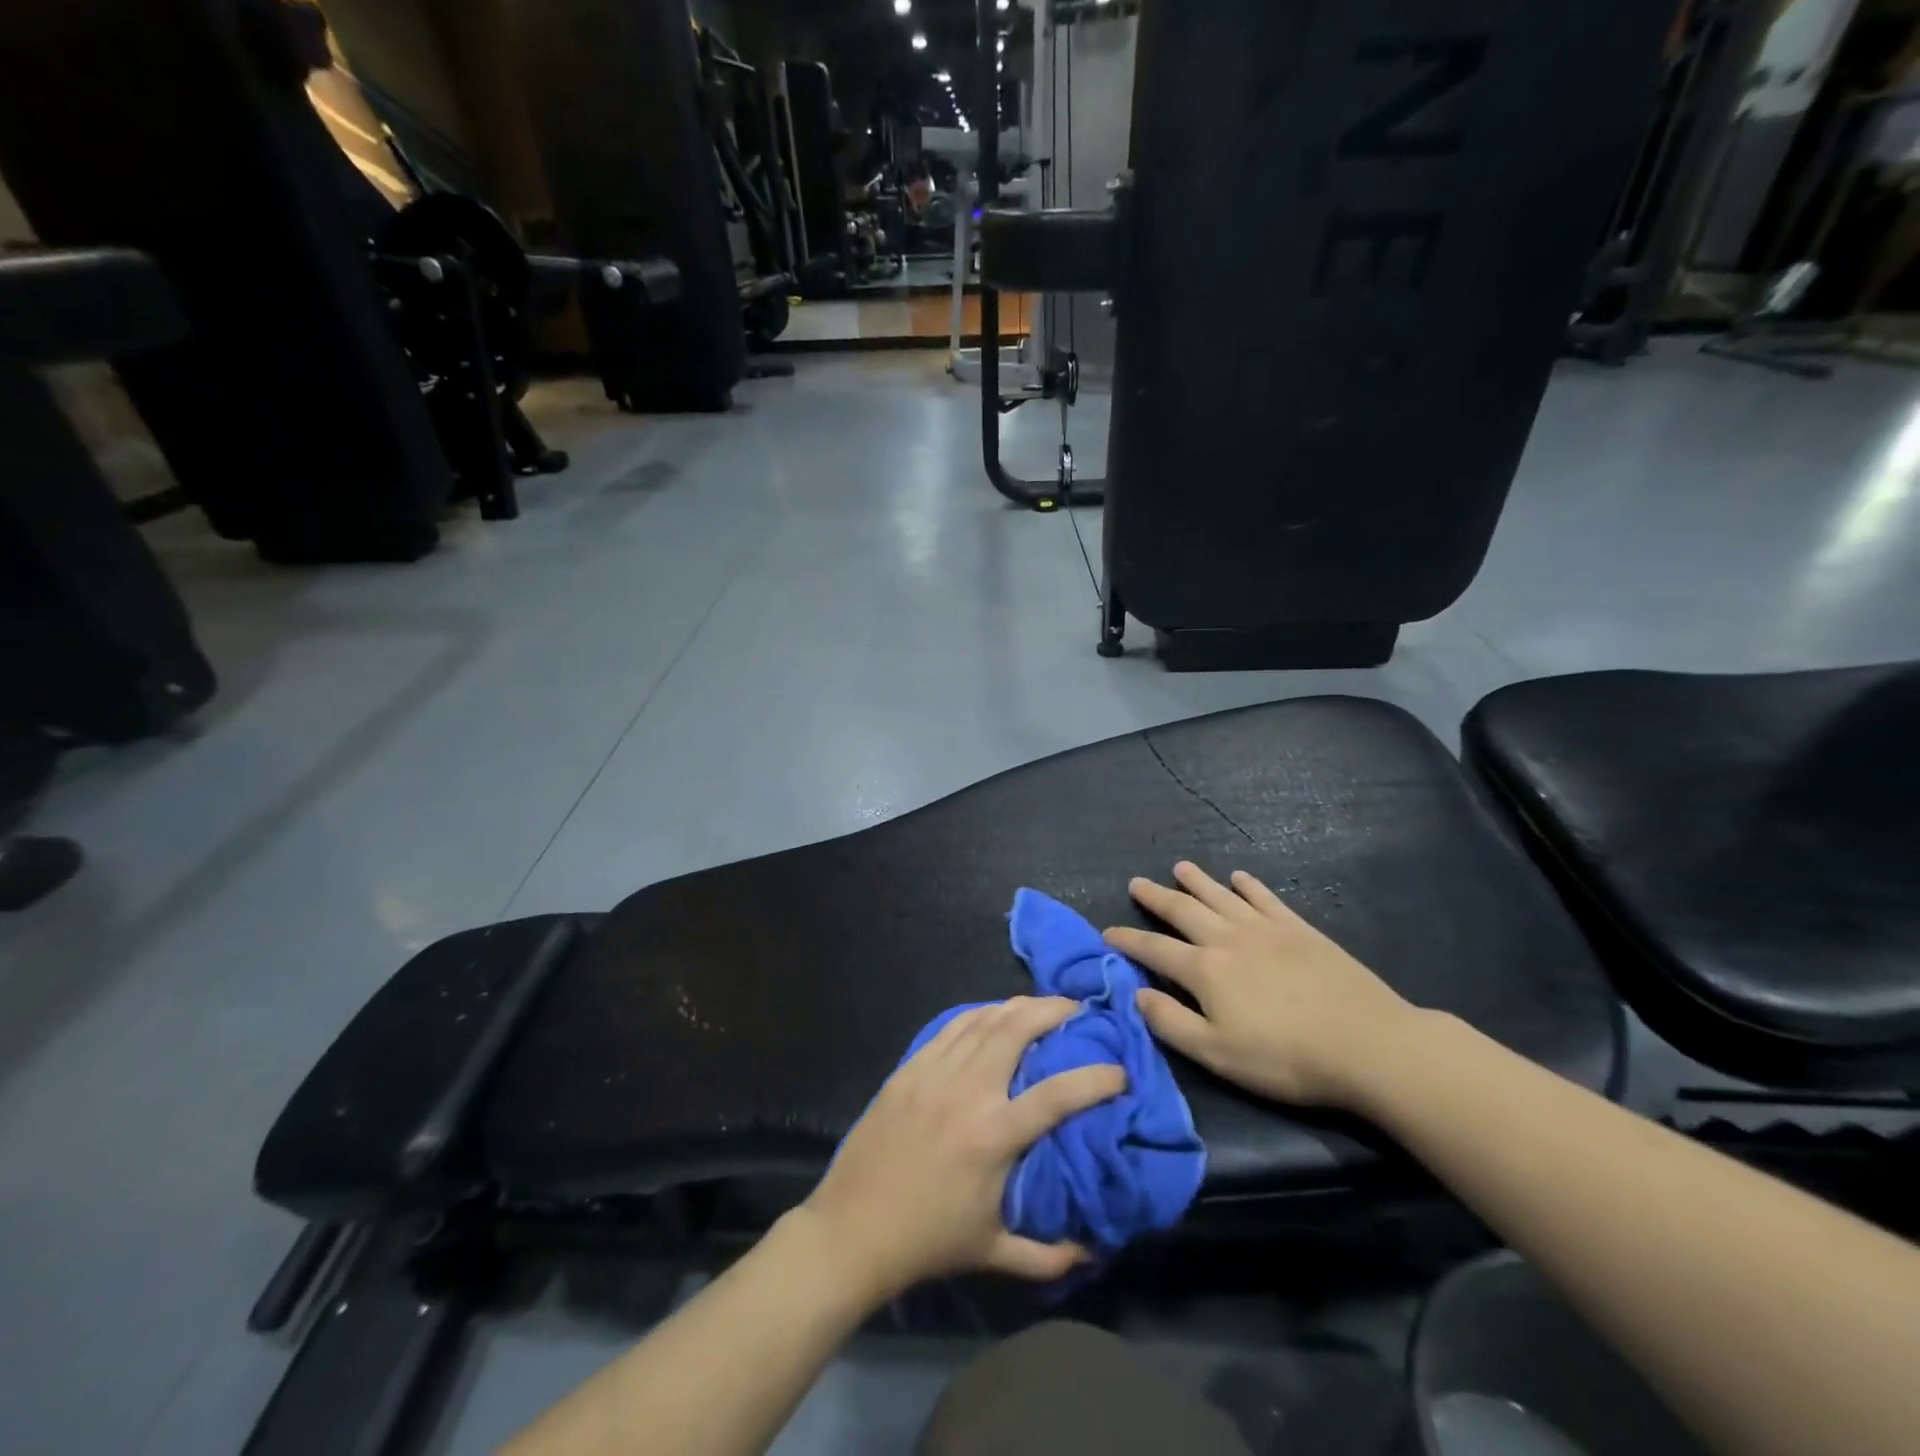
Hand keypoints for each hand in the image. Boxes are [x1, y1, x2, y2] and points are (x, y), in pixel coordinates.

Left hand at [802, 997, 1125, 1301]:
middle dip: (1053, 1010)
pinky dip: (978, 1014)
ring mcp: (934, 1072)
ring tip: (1040, 1005)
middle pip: (1017, 1028)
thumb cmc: (927, 1242)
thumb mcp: (994, 1253)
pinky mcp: (909, 1067)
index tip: (1120, 1072)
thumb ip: (1049, 1254)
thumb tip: (1095, 1251)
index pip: (1058, 1094)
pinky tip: (991, 1015)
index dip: (1096, 1078)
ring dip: (1017, 1006)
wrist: (852, 1228)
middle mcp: (967, 1090)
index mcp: (994, 1134)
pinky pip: (950, 1026)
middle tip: (1076, 1010)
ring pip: (984, 1019)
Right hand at [1105, 862, 1425, 1110]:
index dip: (1128, 940)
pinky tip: (1240, 878)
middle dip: (1156, 897)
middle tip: (1136, 882)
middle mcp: (1227, 938)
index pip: (1154, 949)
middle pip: (1183, 910)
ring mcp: (1265, 929)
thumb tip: (1136, 993)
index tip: (1107, 932)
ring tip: (1179, 867)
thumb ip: (1171, 1023)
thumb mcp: (1217, 1054)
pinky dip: (1249, 886)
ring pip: (1220, 896)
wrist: (1367, 1044)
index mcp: (1204, 970)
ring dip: (1196, 881)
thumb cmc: (1286, 1058)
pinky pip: (1265, 898)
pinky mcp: (1299, 929)